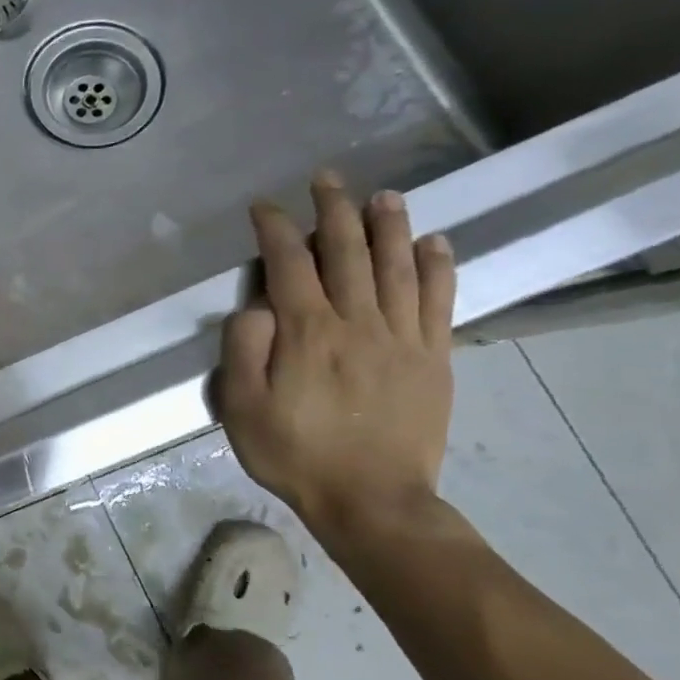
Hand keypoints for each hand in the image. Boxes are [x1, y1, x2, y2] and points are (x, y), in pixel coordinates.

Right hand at [217, 172, 457, 534]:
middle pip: (347, 253)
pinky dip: (438, 267)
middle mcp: (357, 323)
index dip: (276, 230)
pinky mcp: (433, 357)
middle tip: (327, 179)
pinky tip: (434, 242)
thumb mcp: (241, 406)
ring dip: (388, 226)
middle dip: (334, 211)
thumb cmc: (293, 453)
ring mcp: (402, 338)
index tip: (264, 207)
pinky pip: (438, 301)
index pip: (289, 264)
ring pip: (397, 267)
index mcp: (307, 333)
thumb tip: (255, 306)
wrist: (372, 500)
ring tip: (382, 195)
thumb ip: (243, 349)